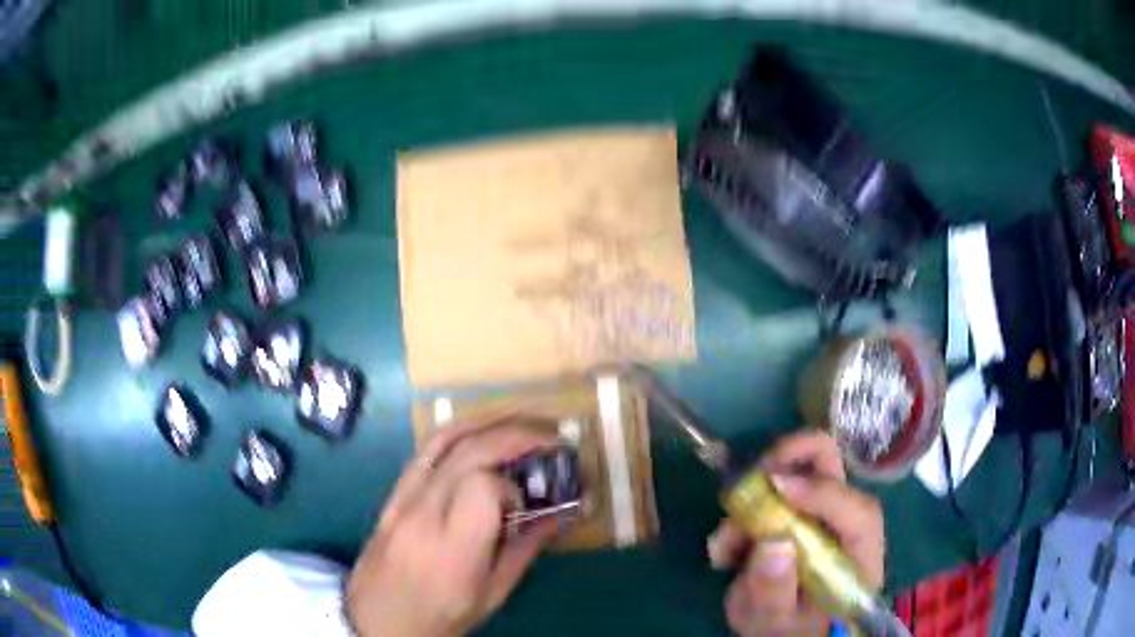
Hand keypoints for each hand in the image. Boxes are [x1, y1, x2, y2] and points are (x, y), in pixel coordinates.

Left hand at [346, 416, 558, 636]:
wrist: (376, 620)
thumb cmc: (439, 616)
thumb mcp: (491, 595)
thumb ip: (524, 551)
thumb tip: (557, 517)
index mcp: (452, 547)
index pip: (483, 486)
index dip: (511, 487)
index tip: (524, 504)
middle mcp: (423, 513)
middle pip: (467, 452)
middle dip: (515, 435)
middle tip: (550, 436)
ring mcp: (401, 499)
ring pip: (441, 439)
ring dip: (485, 421)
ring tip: (518, 422)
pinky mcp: (392, 494)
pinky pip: (423, 451)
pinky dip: (456, 433)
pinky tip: (479, 435)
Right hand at [707, 431, 883, 636]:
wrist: (790, 633)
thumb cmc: (792, 631)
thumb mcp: (777, 623)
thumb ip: (775, 591)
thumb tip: (772, 541)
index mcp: (859, 552)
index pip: (857, 510)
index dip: (820, 491)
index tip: (773, 486)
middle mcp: (844, 520)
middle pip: (829, 464)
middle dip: (787, 458)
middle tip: (750, 482)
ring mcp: (818, 512)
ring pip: (793, 473)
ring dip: (753, 495)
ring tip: (725, 547)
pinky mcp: (796, 514)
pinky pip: (768, 494)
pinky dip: (743, 512)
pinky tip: (727, 553)